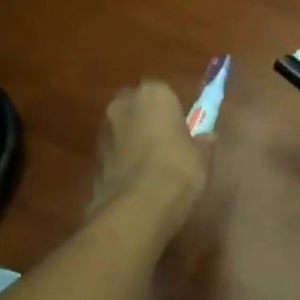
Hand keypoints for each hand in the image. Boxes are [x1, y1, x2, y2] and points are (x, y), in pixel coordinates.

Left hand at [88, 80, 210, 234]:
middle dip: (148, 120)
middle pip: (137, 106)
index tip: (183, 129)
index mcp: (153, 95)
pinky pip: (114, 152)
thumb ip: (203, 142)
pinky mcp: (93, 157)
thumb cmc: (177, 172)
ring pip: (122, 129)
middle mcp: (123, 104)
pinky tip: (136, 181)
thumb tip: (206, 136)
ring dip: (133, 140)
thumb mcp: (202, 158)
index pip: (163, 92)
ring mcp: (104, 130)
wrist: (136, 208)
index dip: (173, 111)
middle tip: (166, 144)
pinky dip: (122, 160)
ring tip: (151, 167)